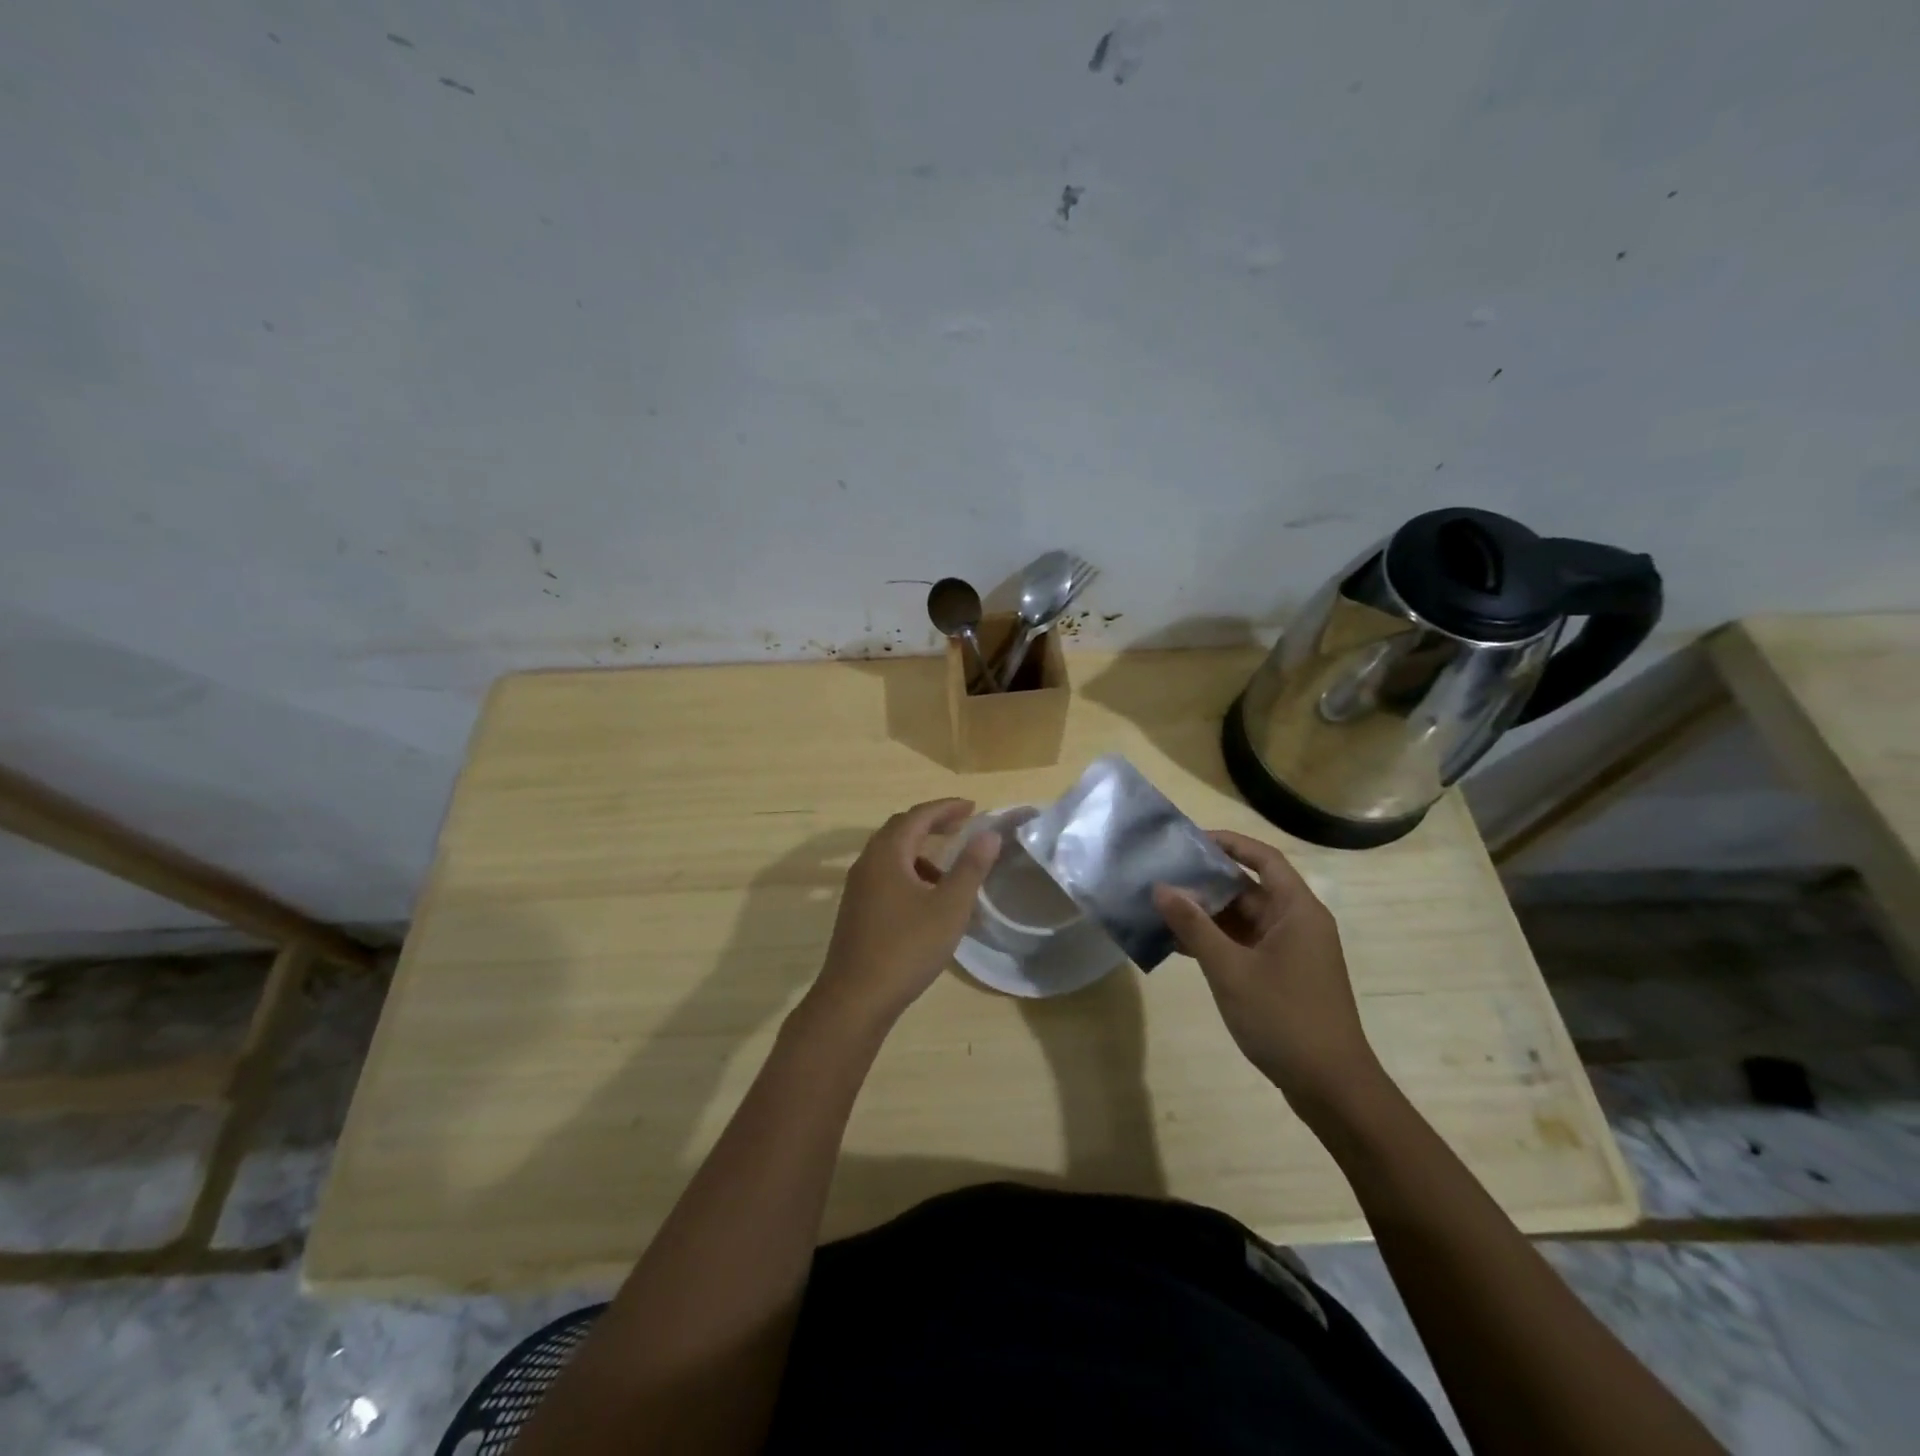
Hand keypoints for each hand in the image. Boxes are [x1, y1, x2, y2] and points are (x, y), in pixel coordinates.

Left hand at [806, 798, 999, 1029]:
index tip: (973, 806)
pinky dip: (910, 873)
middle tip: (961, 826)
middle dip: (932, 824)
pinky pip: (886, 875)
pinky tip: (927, 900)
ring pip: (892, 855)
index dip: (946, 808)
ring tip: (950, 869)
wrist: (855, 998)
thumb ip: (970, 868)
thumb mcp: (948, 907)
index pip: (918, 816)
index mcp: (887, 854)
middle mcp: (867, 863)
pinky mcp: (857, 910)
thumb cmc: (906, 948)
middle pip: (900, 829)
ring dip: (920, 851)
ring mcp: (858, 887)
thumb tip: (988, 834)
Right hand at [1153, 831, 1382, 1115]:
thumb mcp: (1231, 969)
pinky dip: (1215, 941)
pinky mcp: (1282, 975)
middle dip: (1206, 881)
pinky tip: (1178, 946)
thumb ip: (1194, 926)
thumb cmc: (1284, 1018)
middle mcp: (1297, 923)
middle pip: (1249, 887)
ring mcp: (1291, 951)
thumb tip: (1161, 887)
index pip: (1263, 858)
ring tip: (1160, 908)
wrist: (1331, 1087)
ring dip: (1206, 914)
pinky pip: (1244, 944)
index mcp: (1297, 910)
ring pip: (1243, 918)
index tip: (1188, 841)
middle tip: (1162, 875)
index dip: (1228, 844)